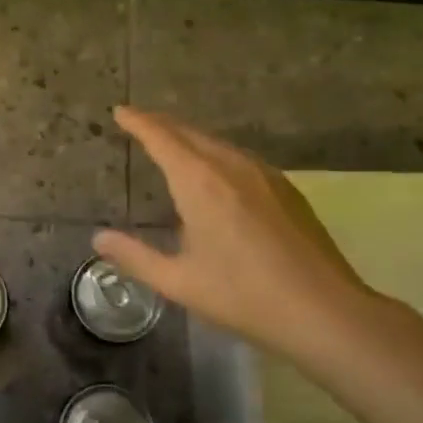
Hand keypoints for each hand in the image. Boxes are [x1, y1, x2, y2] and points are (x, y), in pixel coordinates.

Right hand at [94, 107, 383, 360]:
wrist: (324, 311)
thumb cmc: (243, 296)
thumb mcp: (179, 282)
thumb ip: (135, 257)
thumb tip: (99, 238)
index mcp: (200, 182)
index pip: (161, 137)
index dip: (138, 122)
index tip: (121, 111)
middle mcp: (231, 166)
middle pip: (190, 133)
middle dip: (162, 124)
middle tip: (139, 122)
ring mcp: (264, 175)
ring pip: (218, 143)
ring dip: (190, 138)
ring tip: (172, 143)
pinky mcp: (286, 189)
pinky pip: (240, 158)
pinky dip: (216, 153)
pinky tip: (217, 172)